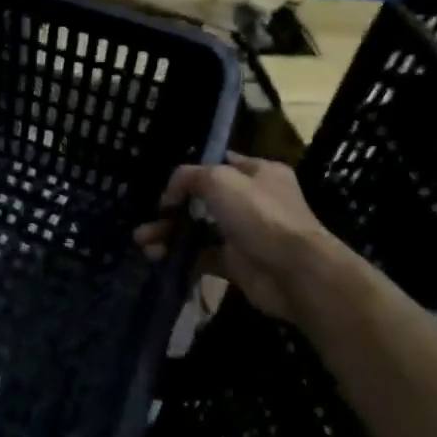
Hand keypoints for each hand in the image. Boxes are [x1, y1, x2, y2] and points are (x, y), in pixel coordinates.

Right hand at [135, 153, 343, 325]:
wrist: (294, 272)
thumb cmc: (259, 215)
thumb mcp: (218, 179)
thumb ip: (187, 177)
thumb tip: (170, 195)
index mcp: (257, 173)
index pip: (219, 164)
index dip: (191, 173)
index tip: (167, 186)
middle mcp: (252, 201)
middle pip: (202, 200)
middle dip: (172, 210)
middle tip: (150, 218)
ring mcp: (244, 234)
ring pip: (197, 230)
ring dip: (169, 234)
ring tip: (143, 241)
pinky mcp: (237, 264)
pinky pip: (201, 257)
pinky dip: (179, 258)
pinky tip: (158, 258)